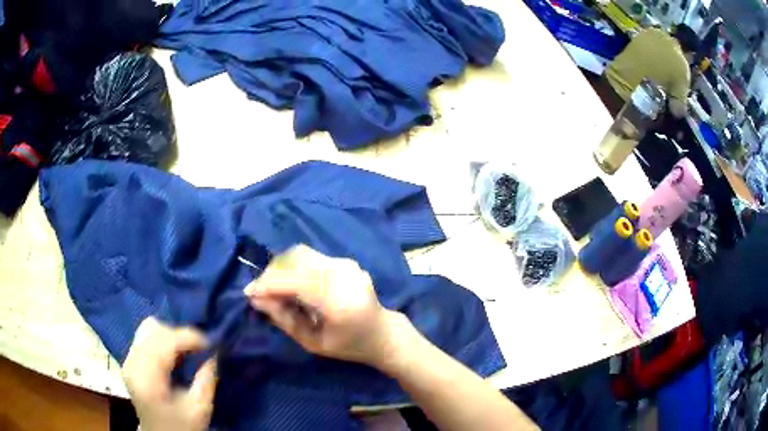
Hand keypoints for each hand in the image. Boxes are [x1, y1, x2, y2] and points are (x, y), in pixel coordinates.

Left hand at [122, 317, 216, 430]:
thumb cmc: (181, 427)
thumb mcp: (200, 409)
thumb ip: (206, 380)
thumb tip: (214, 354)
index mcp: (147, 378)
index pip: (164, 342)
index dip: (188, 337)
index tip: (210, 344)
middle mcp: (132, 363)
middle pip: (153, 329)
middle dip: (179, 335)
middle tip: (199, 349)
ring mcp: (128, 360)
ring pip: (147, 329)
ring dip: (170, 335)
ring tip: (186, 350)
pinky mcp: (130, 360)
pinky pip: (144, 337)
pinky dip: (161, 339)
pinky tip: (173, 354)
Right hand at [244, 245, 410, 368]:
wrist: (382, 333)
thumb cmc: (348, 345)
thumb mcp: (312, 342)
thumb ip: (283, 319)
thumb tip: (255, 298)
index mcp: (339, 301)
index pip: (295, 281)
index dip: (268, 284)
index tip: (249, 293)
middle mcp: (344, 275)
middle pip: (296, 259)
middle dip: (272, 272)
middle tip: (261, 292)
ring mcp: (347, 264)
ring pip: (301, 253)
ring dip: (281, 267)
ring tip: (274, 288)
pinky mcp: (345, 261)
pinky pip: (310, 257)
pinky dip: (294, 266)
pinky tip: (291, 283)